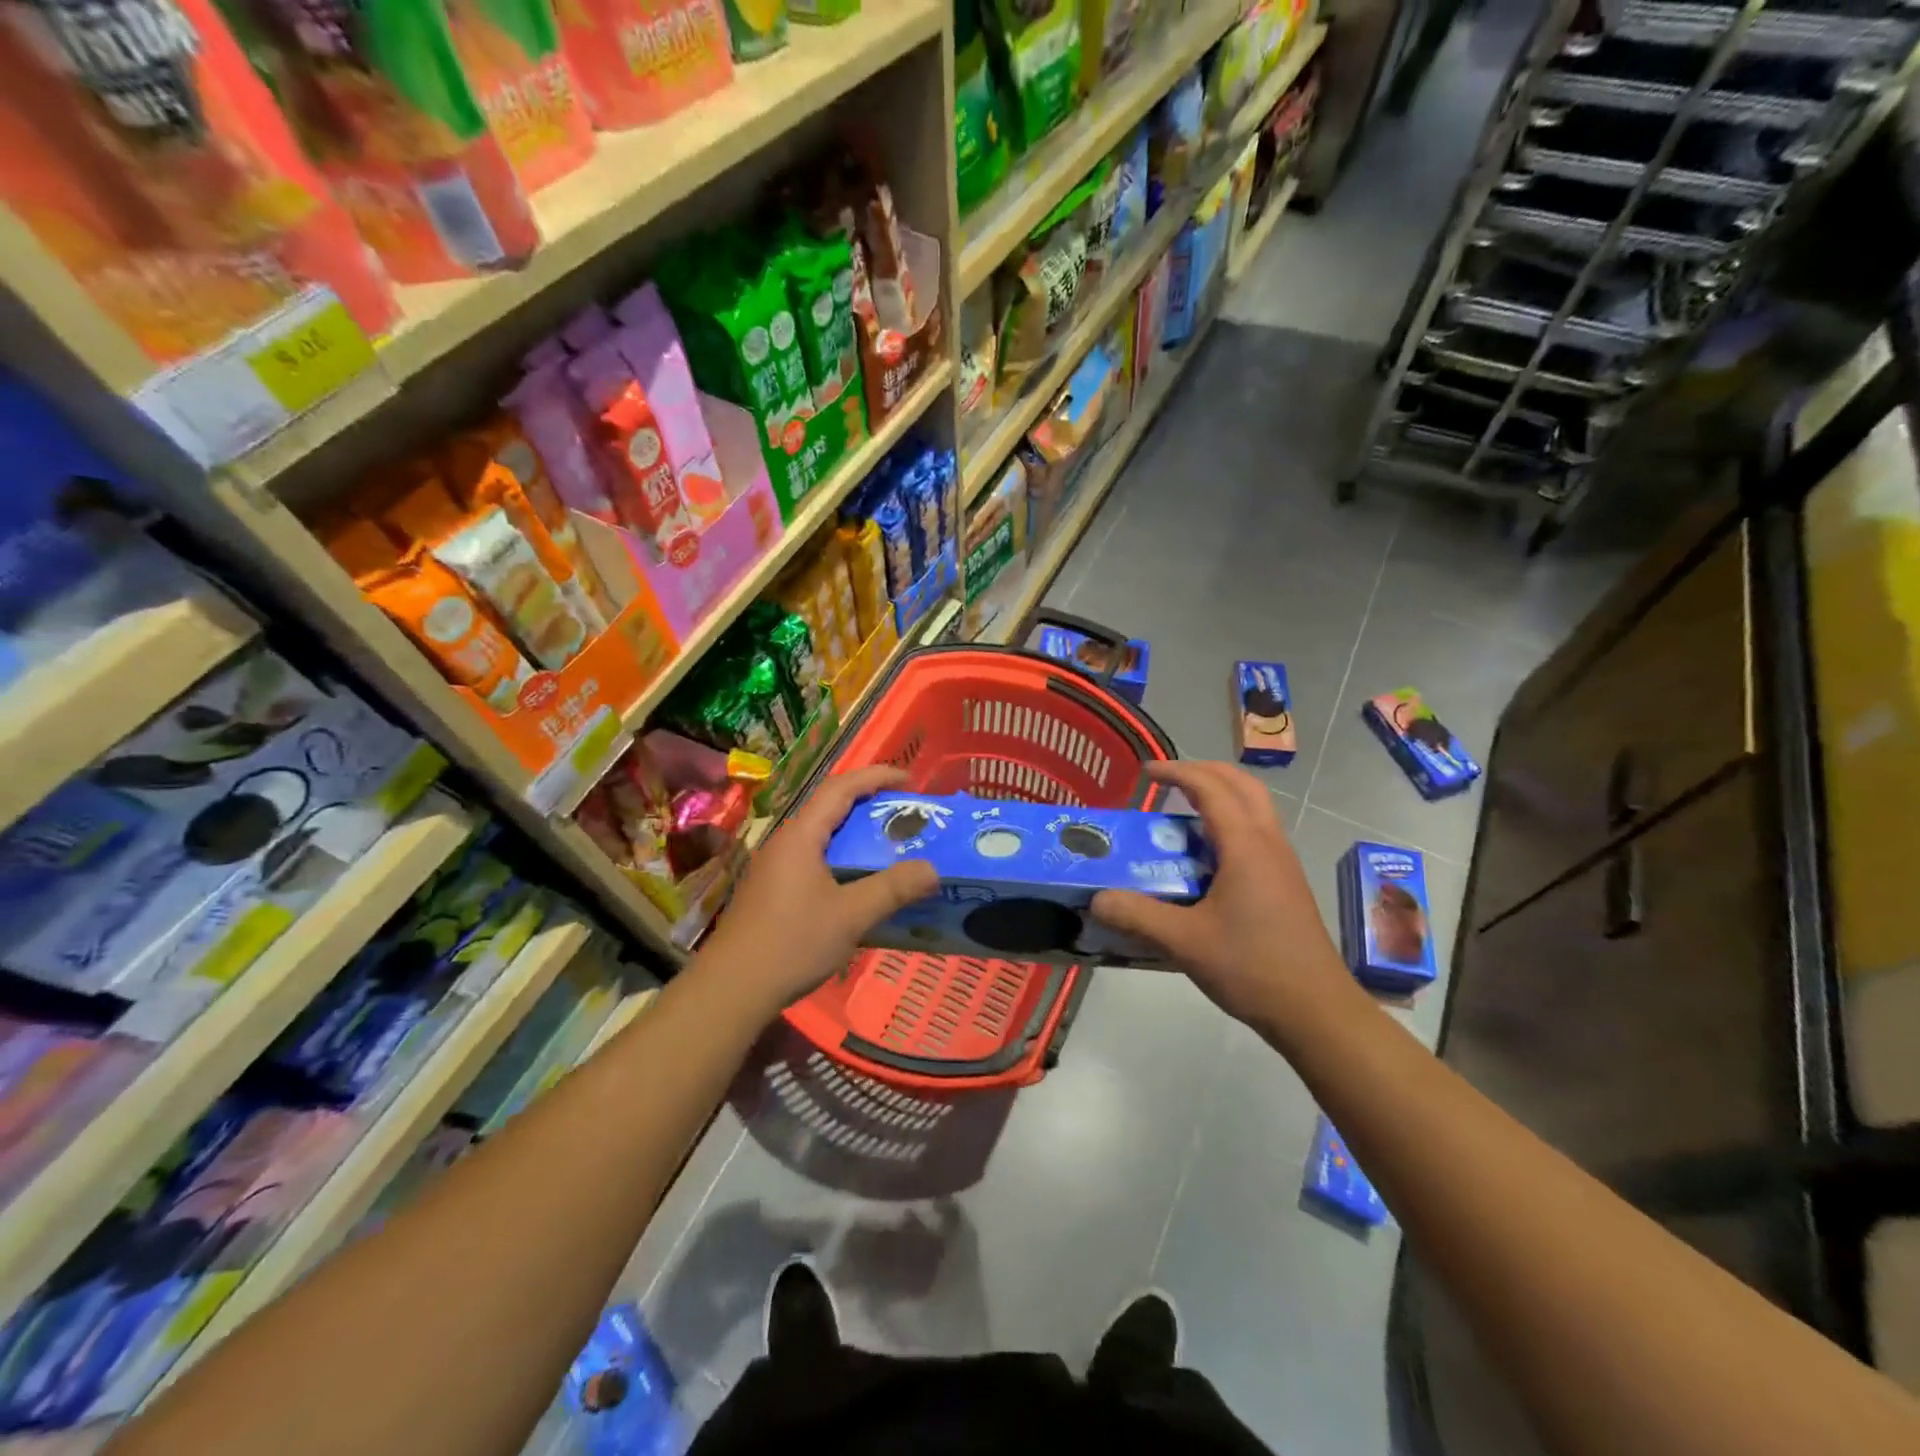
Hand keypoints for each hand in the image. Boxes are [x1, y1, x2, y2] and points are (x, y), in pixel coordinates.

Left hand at [701, 765, 936, 1013]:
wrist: (732, 988)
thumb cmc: (792, 943)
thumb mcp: (851, 916)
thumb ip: (892, 888)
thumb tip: (932, 869)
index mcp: (801, 836)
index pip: (840, 788)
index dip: (875, 777)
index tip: (909, 780)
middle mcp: (785, 842)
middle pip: (829, 806)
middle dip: (868, 802)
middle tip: (905, 812)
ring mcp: (775, 866)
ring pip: (820, 834)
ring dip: (854, 831)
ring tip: (888, 842)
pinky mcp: (772, 889)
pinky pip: (813, 856)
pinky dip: (841, 855)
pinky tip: (857, 879)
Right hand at [1090, 761, 1359, 1036]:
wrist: (1316, 1010)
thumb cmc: (1252, 967)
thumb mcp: (1185, 942)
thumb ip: (1137, 915)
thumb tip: (1097, 898)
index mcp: (1245, 845)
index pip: (1210, 788)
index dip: (1177, 772)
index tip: (1145, 773)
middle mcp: (1268, 843)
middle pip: (1241, 784)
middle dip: (1204, 772)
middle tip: (1169, 781)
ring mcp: (1282, 863)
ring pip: (1254, 807)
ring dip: (1220, 796)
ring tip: (1182, 813)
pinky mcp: (1286, 883)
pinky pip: (1257, 832)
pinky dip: (1230, 823)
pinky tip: (1205, 856)